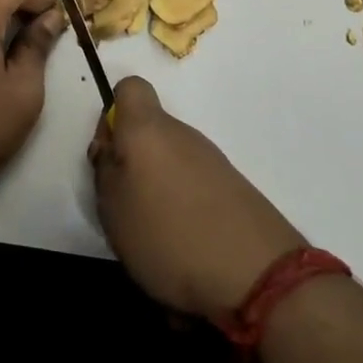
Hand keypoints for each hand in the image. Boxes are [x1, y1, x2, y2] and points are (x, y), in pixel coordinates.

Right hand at [89, 77, 305, 319]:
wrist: (258, 275)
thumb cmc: (169, 235)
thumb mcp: (113, 209)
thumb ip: (105, 172)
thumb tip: (112, 151)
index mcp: (147, 130)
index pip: (129, 88)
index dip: (114, 114)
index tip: (109, 154)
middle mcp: (182, 134)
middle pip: (150, 133)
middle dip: (135, 163)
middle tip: (127, 208)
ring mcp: (212, 161)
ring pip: (172, 163)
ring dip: (160, 191)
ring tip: (157, 240)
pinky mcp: (235, 189)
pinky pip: (196, 189)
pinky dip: (187, 213)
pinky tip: (188, 252)